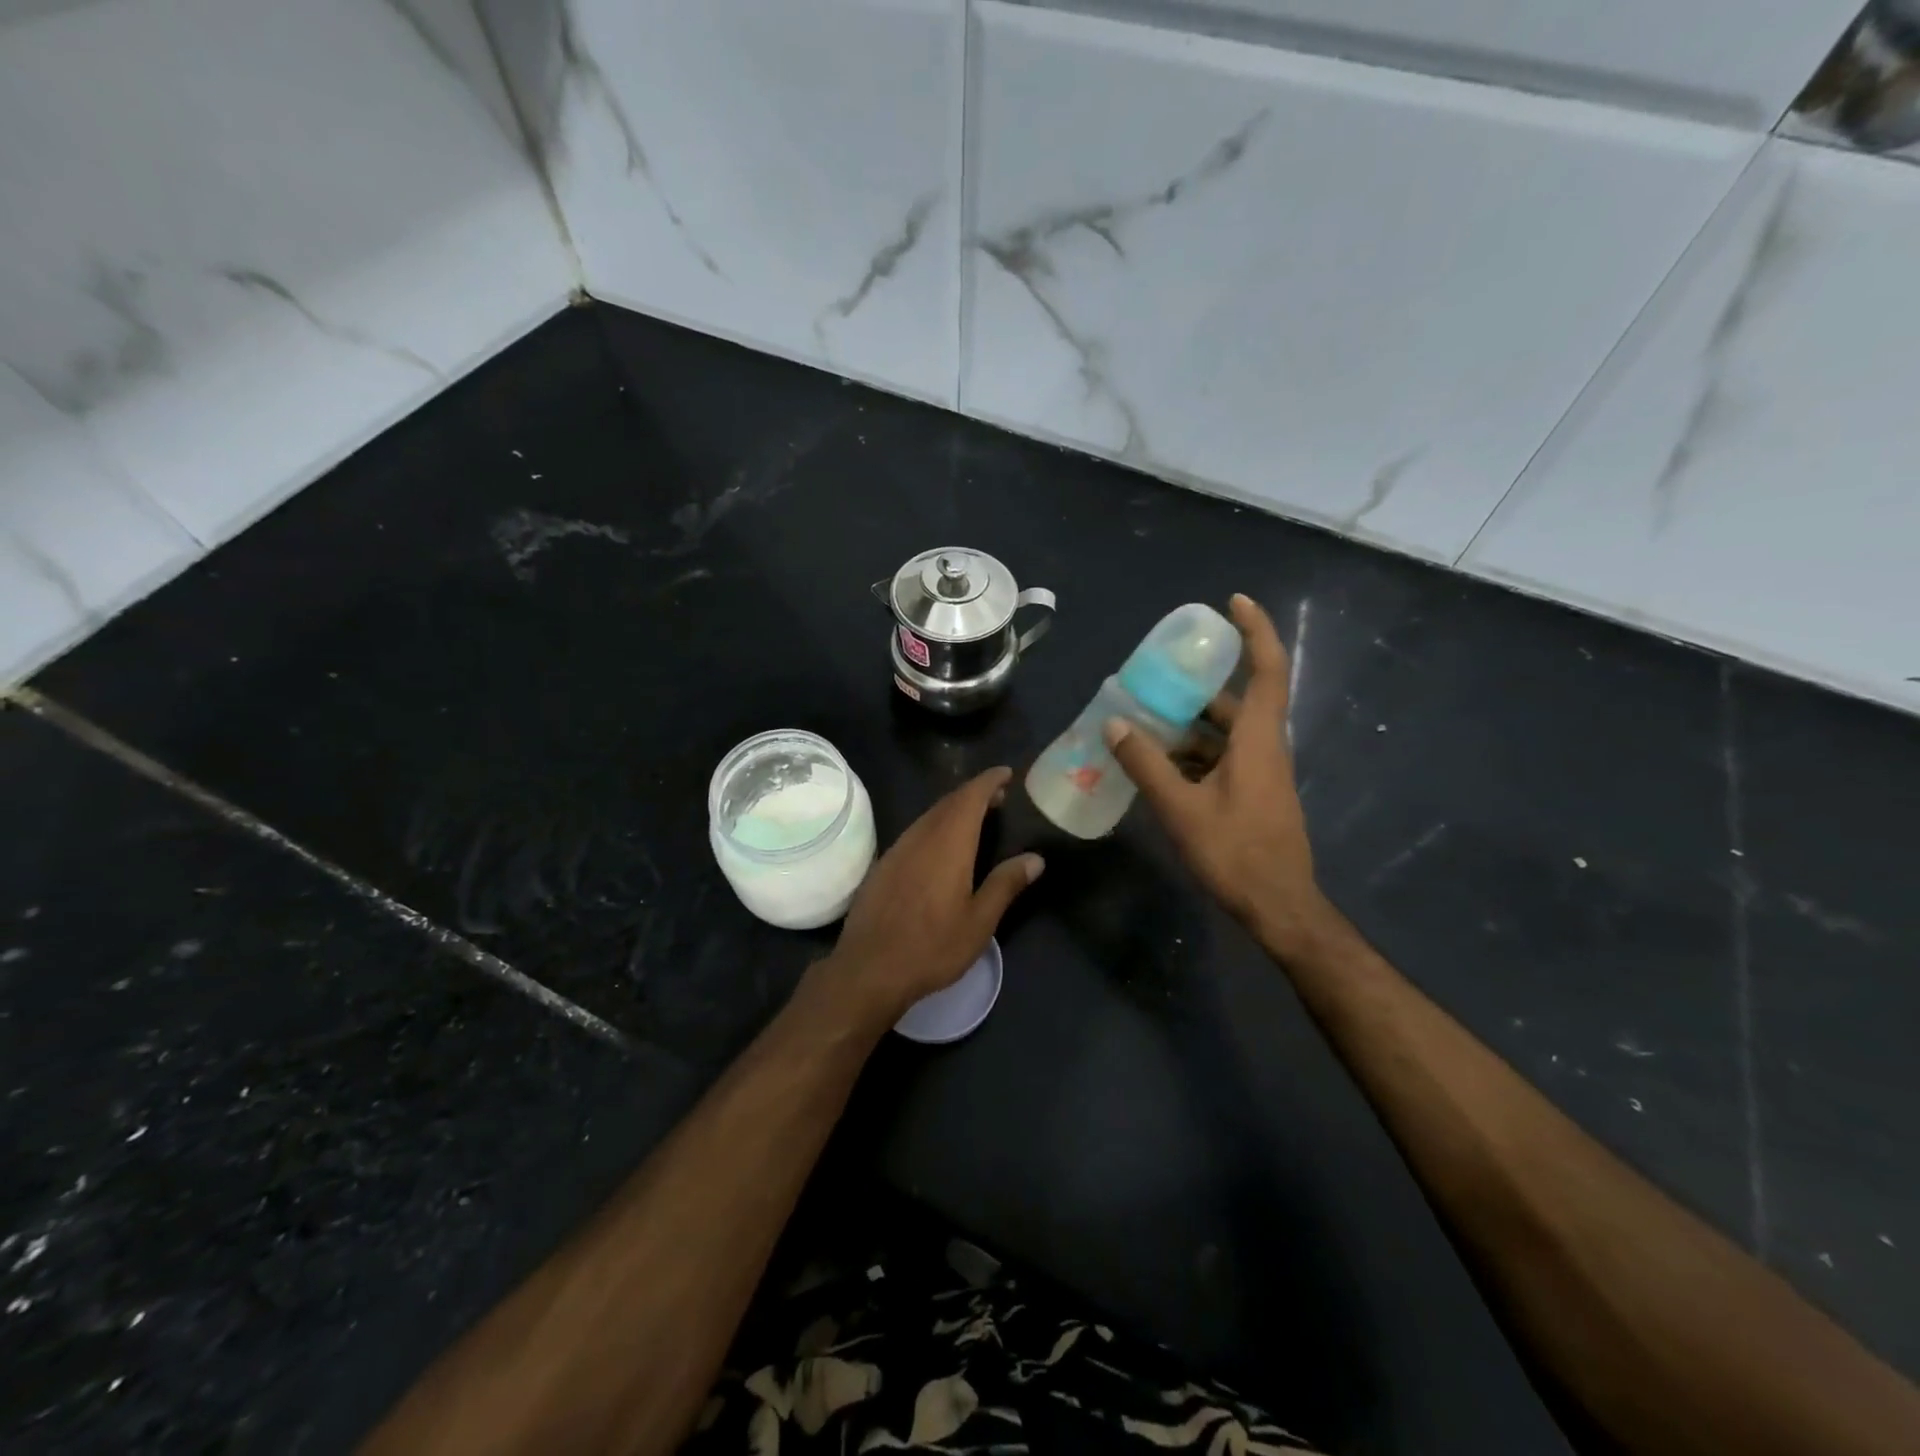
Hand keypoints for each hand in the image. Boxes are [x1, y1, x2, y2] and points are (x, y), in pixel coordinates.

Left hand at [812, 768, 1043, 1028]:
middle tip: (998, 797)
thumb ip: (1005, 884)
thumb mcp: (979, 921)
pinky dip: (934, 827)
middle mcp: (920, 837)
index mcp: (948, 844)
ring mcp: (897, 850)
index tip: (1006, 773)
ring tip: (975, 819)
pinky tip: (940, 848)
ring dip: (953, 810)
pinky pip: (914, 833)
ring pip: (929, 817)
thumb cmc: (932, 947)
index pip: (970, 797)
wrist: (868, 969)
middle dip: (973, 794)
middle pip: (948, 803)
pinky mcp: (882, 866)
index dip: (989, 781)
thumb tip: (1035, 858)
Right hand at [1105, 593, 1333, 955]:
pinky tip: (1157, 764)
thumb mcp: (1181, 808)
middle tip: (1156, 676)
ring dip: (1189, 724)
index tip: (1233, 602)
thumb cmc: (1235, 852)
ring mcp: (1261, 773)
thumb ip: (1147, 765)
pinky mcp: (1253, 794)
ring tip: (1143, 720)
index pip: (1266, 669)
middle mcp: (1264, 748)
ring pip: (1225, 733)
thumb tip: (1115, 724)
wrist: (1278, 906)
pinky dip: (1192, 753)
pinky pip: (1222, 758)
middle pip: (1236, 700)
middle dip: (1198, 684)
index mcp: (1257, 740)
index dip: (1255, 630)